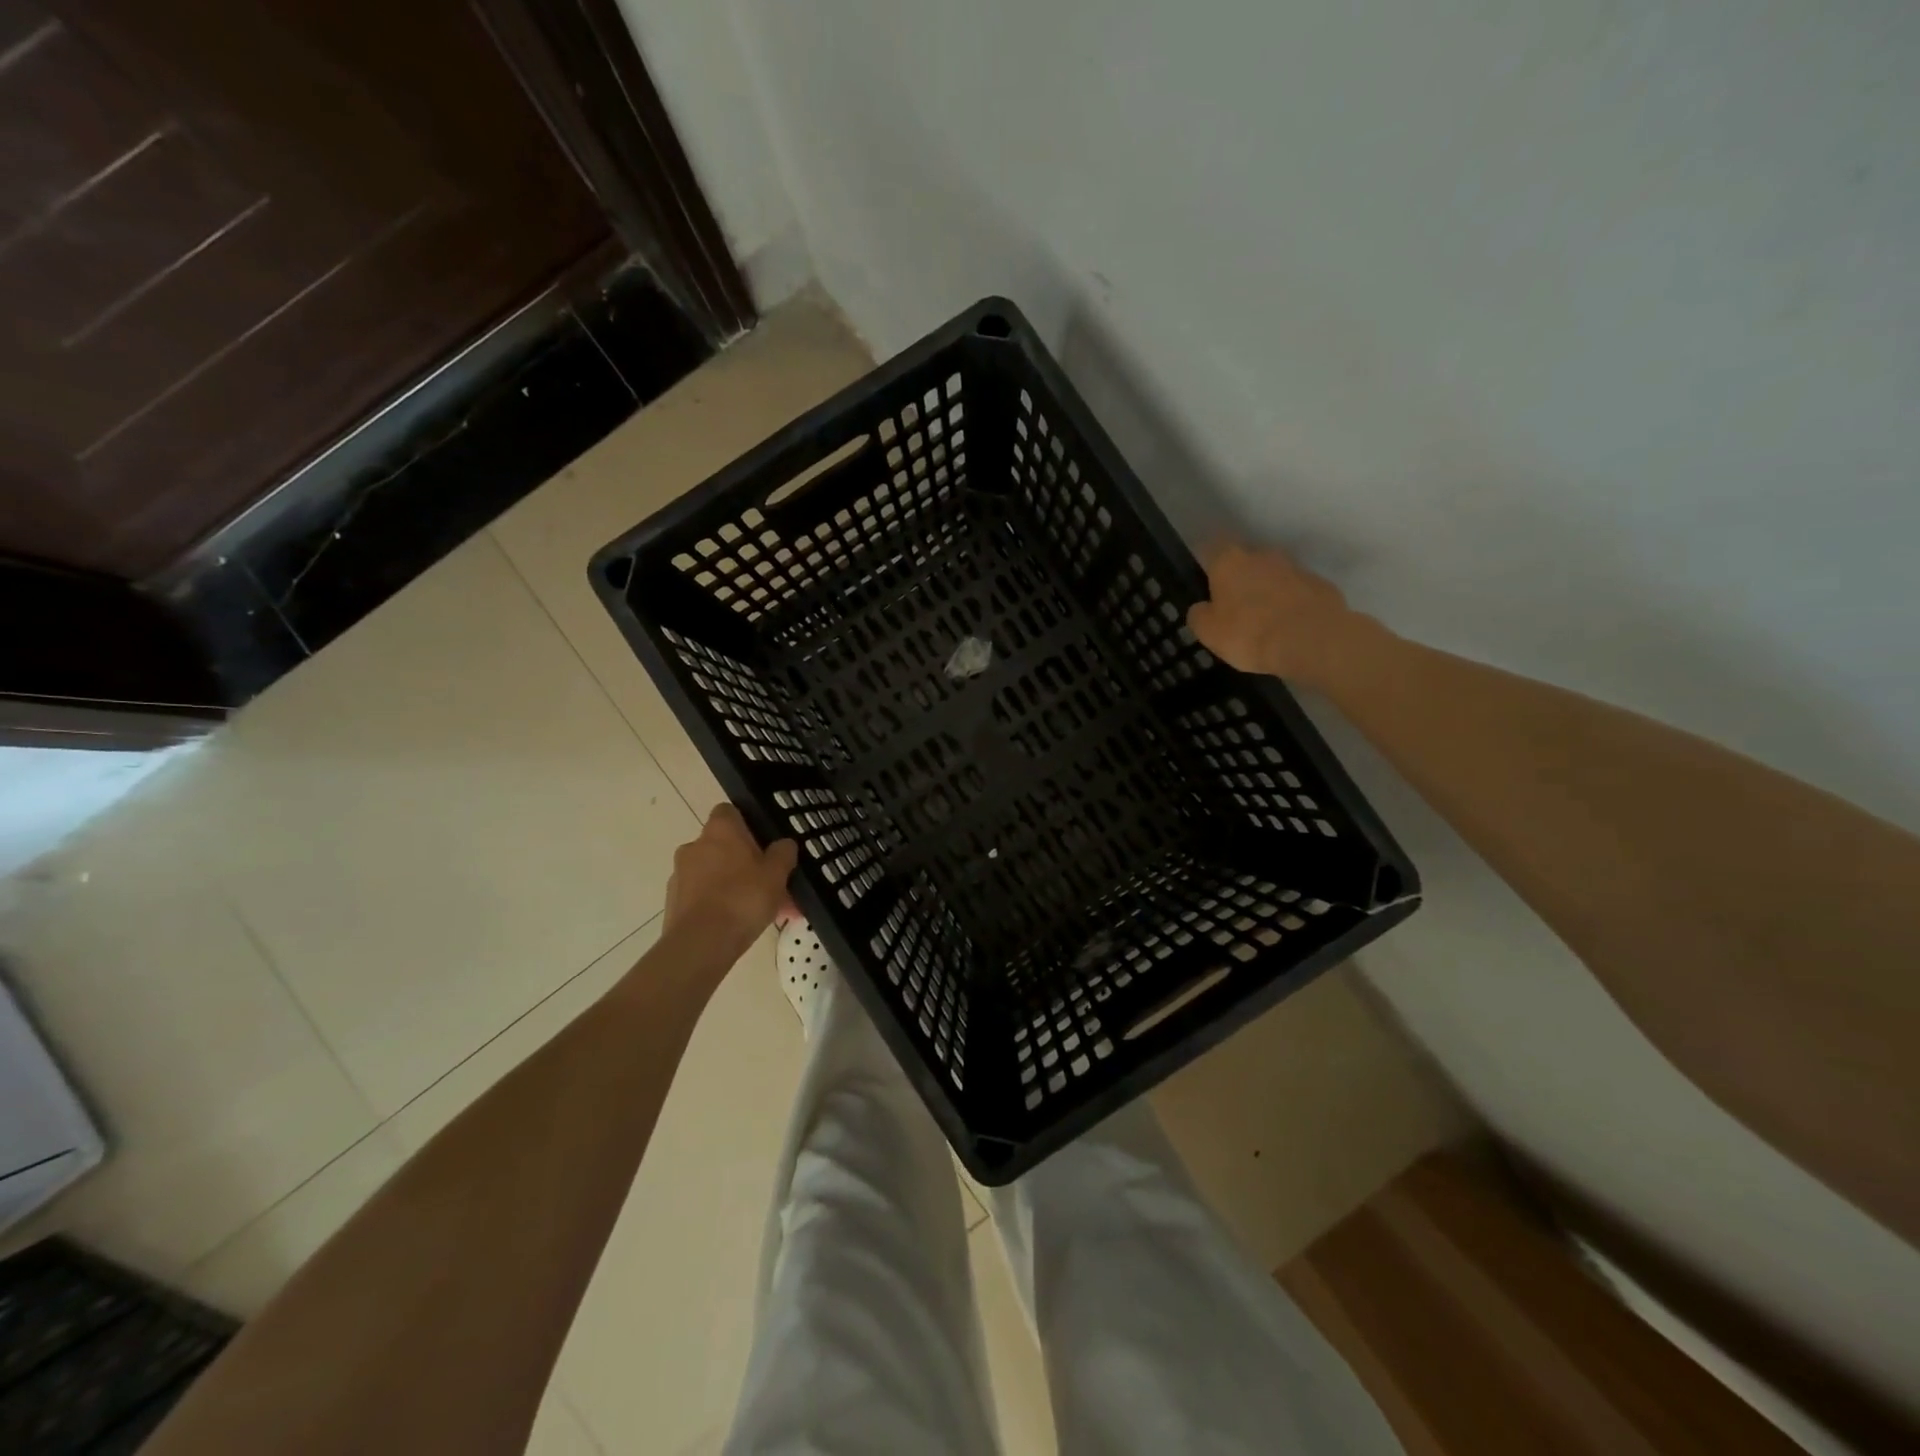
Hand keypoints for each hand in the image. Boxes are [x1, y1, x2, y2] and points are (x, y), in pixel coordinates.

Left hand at [663, 805, 797, 960]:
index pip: (729, 812)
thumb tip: (784, 844)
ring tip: (763, 912)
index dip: (747, 824)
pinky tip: (741, 926)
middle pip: (724, 846)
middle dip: (746, 863)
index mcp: (720, 830)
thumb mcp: (777, 874)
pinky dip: (720, 905)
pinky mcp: (674, 903)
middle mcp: (695, 846)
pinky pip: (704, 897)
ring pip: (716, 875)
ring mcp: (680, 875)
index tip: (763, 843)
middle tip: (771, 885)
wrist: (700, 944)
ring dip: (735, 886)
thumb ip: (783, 854)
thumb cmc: (743, 898)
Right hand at [1187, 542, 1374, 687]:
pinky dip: (1291, 604)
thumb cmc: (1249, 633)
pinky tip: (1289, 627)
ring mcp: (1295, 568)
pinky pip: (1298, 592)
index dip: (1207, 561)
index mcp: (1229, 562)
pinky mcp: (1321, 585)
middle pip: (1245, 561)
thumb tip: (1201, 607)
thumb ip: (1199, 615)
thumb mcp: (1209, 632)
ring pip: (1274, 575)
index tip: (1204, 578)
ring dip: (1267, 591)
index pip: (1212, 548)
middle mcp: (1262, 555)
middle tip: (1234, 606)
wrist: (1312, 641)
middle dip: (1240, 578)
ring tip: (1264, 620)